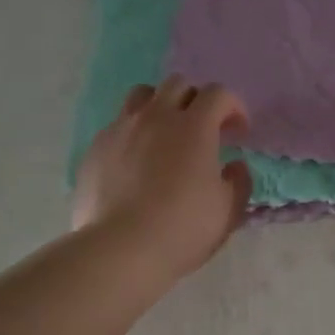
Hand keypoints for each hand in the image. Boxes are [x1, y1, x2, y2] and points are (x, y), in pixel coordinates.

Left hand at [72, 77, 252, 286]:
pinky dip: (133, 133)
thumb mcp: (228, 210)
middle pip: (178, 85)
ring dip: (160, 106)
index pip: (218, 94)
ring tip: (165, 134)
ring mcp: (121, 129)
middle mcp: (156, 117)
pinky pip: (118, 125)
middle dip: (196, 100)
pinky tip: (136, 161)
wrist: (120, 249)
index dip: (233, 107)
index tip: (238, 131)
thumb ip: (239, 181)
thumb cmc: (183, 229)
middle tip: (203, 129)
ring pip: (142, 96)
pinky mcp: (96, 148)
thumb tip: (235, 165)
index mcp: (194, 127)